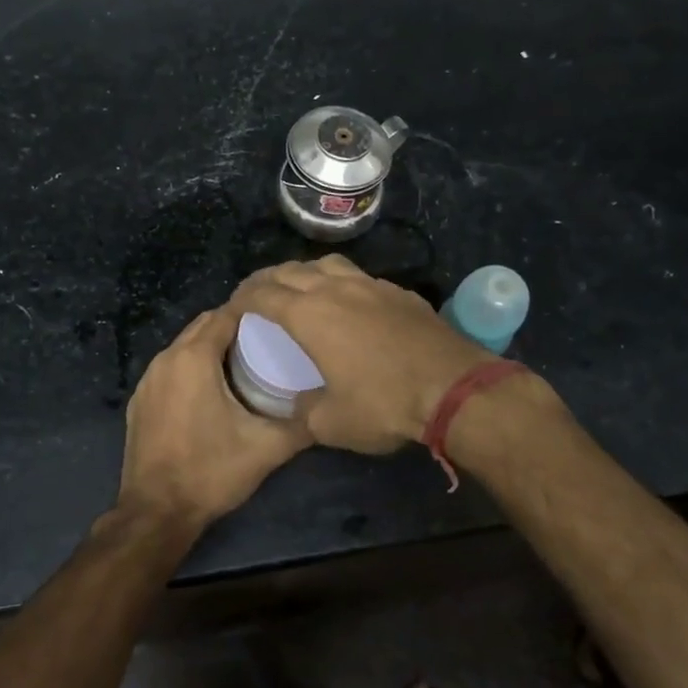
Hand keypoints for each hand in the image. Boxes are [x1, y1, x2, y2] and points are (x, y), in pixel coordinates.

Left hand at [117, 306, 311, 529]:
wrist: (156, 512)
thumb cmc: (211, 471)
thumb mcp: (266, 449)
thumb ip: (300, 425)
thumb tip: (326, 410)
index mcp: (193, 358)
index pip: (225, 315)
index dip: (251, 313)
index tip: (278, 323)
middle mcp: (166, 359)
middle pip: (202, 326)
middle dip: (232, 327)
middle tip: (266, 342)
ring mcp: (147, 380)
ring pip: (183, 347)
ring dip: (210, 348)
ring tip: (243, 365)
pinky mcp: (139, 401)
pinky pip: (169, 370)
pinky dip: (190, 369)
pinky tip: (210, 392)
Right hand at [230, 256, 492, 453]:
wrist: (454, 389)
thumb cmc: (384, 404)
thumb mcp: (331, 423)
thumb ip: (304, 411)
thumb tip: (299, 404)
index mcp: (309, 315)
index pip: (263, 295)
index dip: (242, 298)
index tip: (232, 307)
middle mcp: (335, 289)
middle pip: (290, 271)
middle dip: (266, 280)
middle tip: (256, 294)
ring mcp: (371, 286)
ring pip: (326, 265)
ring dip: (303, 272)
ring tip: (298, 287)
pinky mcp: (399, 292)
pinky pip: (358, 277)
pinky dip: (339, 282)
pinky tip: (347, 301)